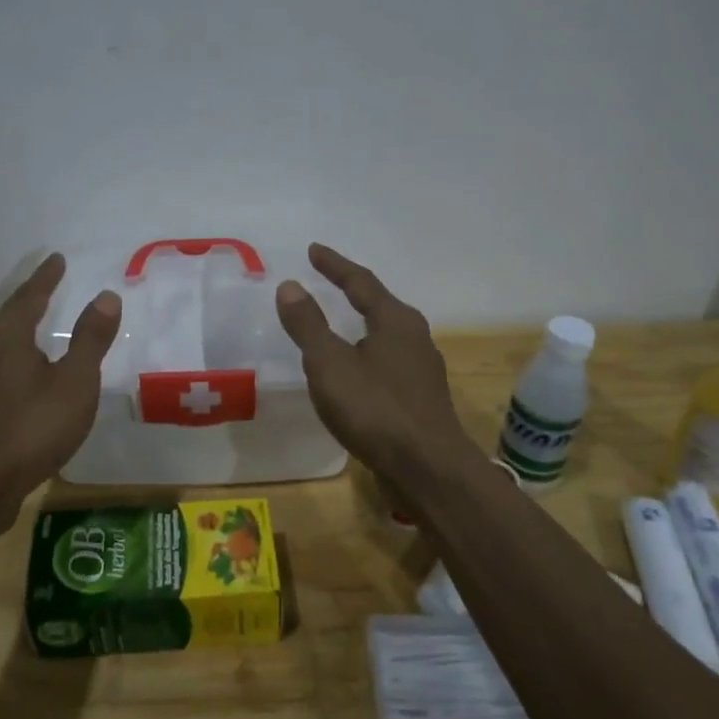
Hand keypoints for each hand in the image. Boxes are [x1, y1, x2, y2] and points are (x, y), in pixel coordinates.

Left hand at [0, 253, 121, 518]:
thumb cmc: (31, 428)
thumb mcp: (75, 382)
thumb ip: (90, 338)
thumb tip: (105, 295)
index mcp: (5, 336)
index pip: (30, 295)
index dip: (46, 277)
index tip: (57, 259)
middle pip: (8, 317)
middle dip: (29, 302)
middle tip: (48, 289)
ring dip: (17, 333)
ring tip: (33, 330)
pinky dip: (11, 362)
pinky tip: (17, 378)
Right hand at [275, 244, 480, 485]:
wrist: (428, 468)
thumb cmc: (375, 409)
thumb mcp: (329, 363)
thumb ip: (308, 324)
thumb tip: (290, 286)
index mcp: (395, 320)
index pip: (360, 282)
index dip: (334, 265)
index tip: (313, 250)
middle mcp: (415, 337)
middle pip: (379, 304)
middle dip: (352, 291)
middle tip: (327, 281)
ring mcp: (422, 369)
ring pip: (386, 335)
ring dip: (362, 324)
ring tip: (339, 324)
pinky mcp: (422, 398)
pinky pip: (388, 362)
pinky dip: (367, 353)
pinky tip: (356, 371)